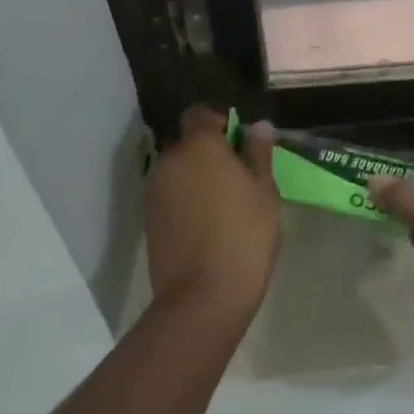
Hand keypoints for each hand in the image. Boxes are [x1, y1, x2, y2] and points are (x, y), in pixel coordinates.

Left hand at [145, 106, 279, 323]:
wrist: (202, 299)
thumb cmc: (244, 237)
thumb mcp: (265, 192)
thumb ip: (259, 153)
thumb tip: (258, 126)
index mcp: (199, 145)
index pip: (200, 114)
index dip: (220, 123)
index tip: (240, 145)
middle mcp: (170, 160)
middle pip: (188, 144)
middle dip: (209, 153)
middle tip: (238, 179)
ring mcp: (154, 191)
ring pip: (178, 171)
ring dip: (196, 178)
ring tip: (224, 206)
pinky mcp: (148, 220)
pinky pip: (170, 197)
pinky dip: (185, 202)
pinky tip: (206, 227)